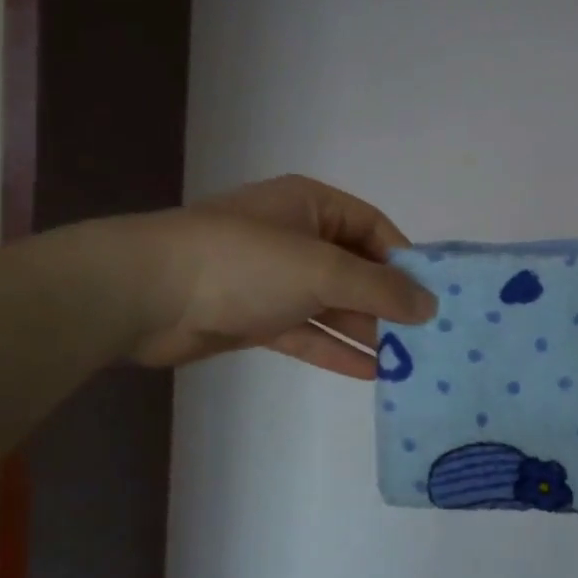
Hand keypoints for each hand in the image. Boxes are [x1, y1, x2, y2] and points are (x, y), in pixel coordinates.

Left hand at [121, 175, 435, 375]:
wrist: (146, 295)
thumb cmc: (244, 263)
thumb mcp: (324, 269)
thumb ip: (380, 288)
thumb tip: (430, 305)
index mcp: (311, 206)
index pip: (373, 228)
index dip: (404, 260)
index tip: (432, 296)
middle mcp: (296, 237)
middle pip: (355, 269)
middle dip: (387, 303)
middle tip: (424, 338)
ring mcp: (274, 279)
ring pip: (332, 304)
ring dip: (364, 331)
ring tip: (406, 361)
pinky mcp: (256, 316)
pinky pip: (306, 331)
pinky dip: (334, 349)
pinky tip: (369, 372)